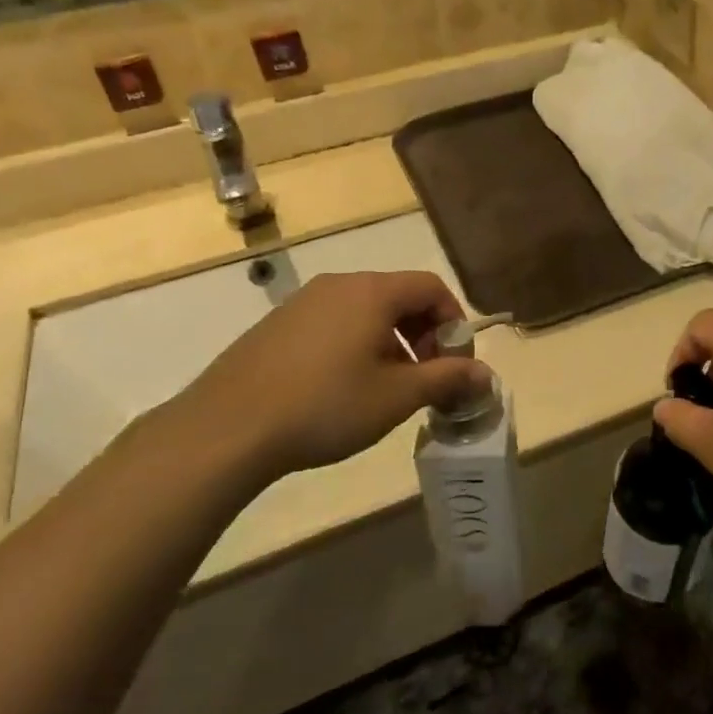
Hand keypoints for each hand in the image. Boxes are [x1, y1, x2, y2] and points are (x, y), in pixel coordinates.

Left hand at [150, 270, 488, 490]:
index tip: (455, 363)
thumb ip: (447, 378)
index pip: (431, 287)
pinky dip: (356, 345)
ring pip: (366, 311)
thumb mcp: (397, 396)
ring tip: (387, 388)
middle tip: (425, 378)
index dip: (454, 321)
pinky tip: (344, 389)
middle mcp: (338, 284)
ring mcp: (302, 302)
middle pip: (399, 296)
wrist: (226, 429)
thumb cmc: (326, 405)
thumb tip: (486, 375)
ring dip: (391, 342)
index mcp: (372, 291)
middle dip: (423, 334)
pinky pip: (334, 323)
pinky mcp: (277, 325)